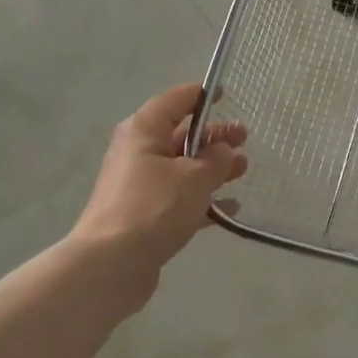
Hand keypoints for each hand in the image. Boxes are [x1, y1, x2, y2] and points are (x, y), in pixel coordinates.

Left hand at [70, 83, 247, 305]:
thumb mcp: (194, 178)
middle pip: (181, 135)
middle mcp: (138, 152)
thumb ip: (215, 159)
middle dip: (214, 137)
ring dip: (213, 168)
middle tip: (246, 139)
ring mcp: (140, 185)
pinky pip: (179, 198)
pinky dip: (203, 199)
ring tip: (243, 171)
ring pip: (182, 168)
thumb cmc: (154, 207)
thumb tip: (223, 150)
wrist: (112, 263)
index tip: (226, 94)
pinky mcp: (145, 214)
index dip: (201, 95)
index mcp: (144, 131)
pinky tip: (230, 209)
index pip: (176, 101)